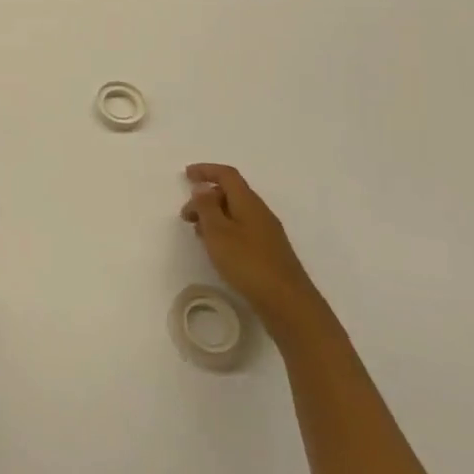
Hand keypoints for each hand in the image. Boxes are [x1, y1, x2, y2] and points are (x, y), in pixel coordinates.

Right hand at [180, 164, 326, 340]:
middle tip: (185, 215)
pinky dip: (224, 230)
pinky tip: (216, 248)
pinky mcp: (268, 251)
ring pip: (235, 213)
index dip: (206, 170)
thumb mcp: (218, 232)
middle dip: (205, 197)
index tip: (186, 174)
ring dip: (213, 215)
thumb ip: (207, 206)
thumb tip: (202, 187)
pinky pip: (241, 229)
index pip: (227, 175)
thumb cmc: (248, 263)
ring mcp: (267, 233)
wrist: (288, 303)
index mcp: (248, 203)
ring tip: (197, 232)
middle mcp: (260, 213)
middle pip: (231, 193)